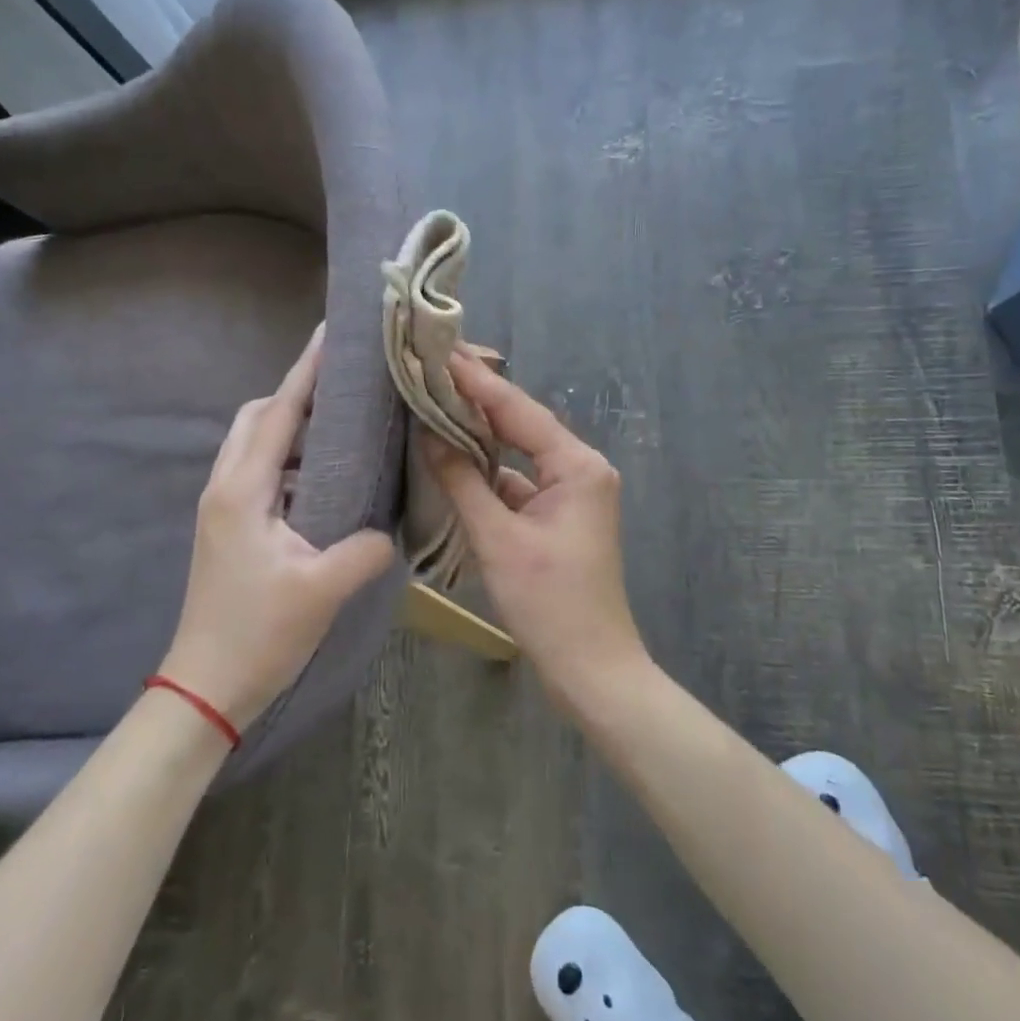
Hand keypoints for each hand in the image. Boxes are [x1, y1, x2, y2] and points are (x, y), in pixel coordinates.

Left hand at [160, 326, 396, 731]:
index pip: (279, 413)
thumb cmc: (258, 634)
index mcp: (243, 490)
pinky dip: (290, 459)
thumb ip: (364, 549)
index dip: (306, 372)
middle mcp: (226, 487)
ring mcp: (223, 508)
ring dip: (292, 426)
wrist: (206, 687)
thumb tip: (387, 529)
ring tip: (342, 424)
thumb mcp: (322, 590)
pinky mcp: (231, 528)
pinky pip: (261, 473)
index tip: (330, 335)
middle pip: (257, 418)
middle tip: (344, 385)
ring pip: (256, 445)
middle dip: (295, 393)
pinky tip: (326, 477)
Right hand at [425, 352, 649, 712]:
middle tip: (435, 366)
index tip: (441, 351)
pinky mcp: (560, 517)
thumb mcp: (498, 540)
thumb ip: (463, 481)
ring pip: (519, 453)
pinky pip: (520, 482)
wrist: (591, 669)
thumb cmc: (549, 604)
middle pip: (522, 424)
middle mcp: (582, 469)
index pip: (519, 411)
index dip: (477, 381)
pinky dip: (489, 472)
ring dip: (481, 435)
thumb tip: (428, 434)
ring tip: (436, 402)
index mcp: (578, 466)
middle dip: (478, 399)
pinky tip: (454, 458)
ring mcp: (572, 494)